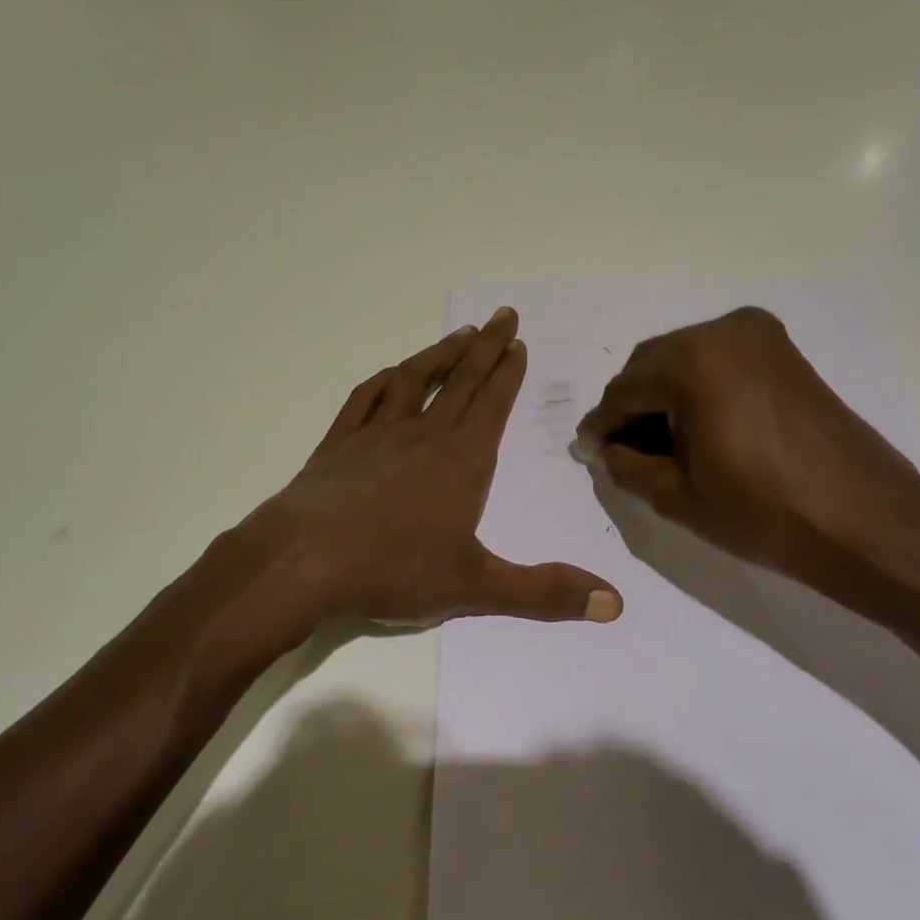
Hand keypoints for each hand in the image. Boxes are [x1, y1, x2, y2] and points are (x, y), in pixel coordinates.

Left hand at [256, 308, 623, 627]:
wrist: (304, 560)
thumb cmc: (394, 569)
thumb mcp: (476, 587)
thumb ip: (544, 592)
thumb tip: (615, 604)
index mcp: (461, 461)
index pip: (492, 404)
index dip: (508, 372)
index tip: (518, 342)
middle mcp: (422, 435)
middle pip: (460, 380)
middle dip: (486, 347)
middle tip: (502, 315)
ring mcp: (376, 434)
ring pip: (414, 380)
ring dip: (439, 354)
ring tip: (459, 333)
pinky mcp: (338, 443)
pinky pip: (365, 398)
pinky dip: (383, 380)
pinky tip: (391, 374)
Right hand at [576, 308, 919, 589]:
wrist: (869, 524)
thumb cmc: (765, 513)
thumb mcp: (676, 496)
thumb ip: (625, 464)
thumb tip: (605, 448)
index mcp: (693, 362)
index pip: (624, 390)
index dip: (602, 424)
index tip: (590, 451)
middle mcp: (723, 332)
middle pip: (651, 365)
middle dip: (632, 406)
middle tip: (623, 451)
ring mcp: (759, 337)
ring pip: (683, 360)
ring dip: (663, 396)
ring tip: (660, 444)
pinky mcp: (783, 352)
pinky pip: (718, 361)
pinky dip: (697, 388)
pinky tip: (696, 428)